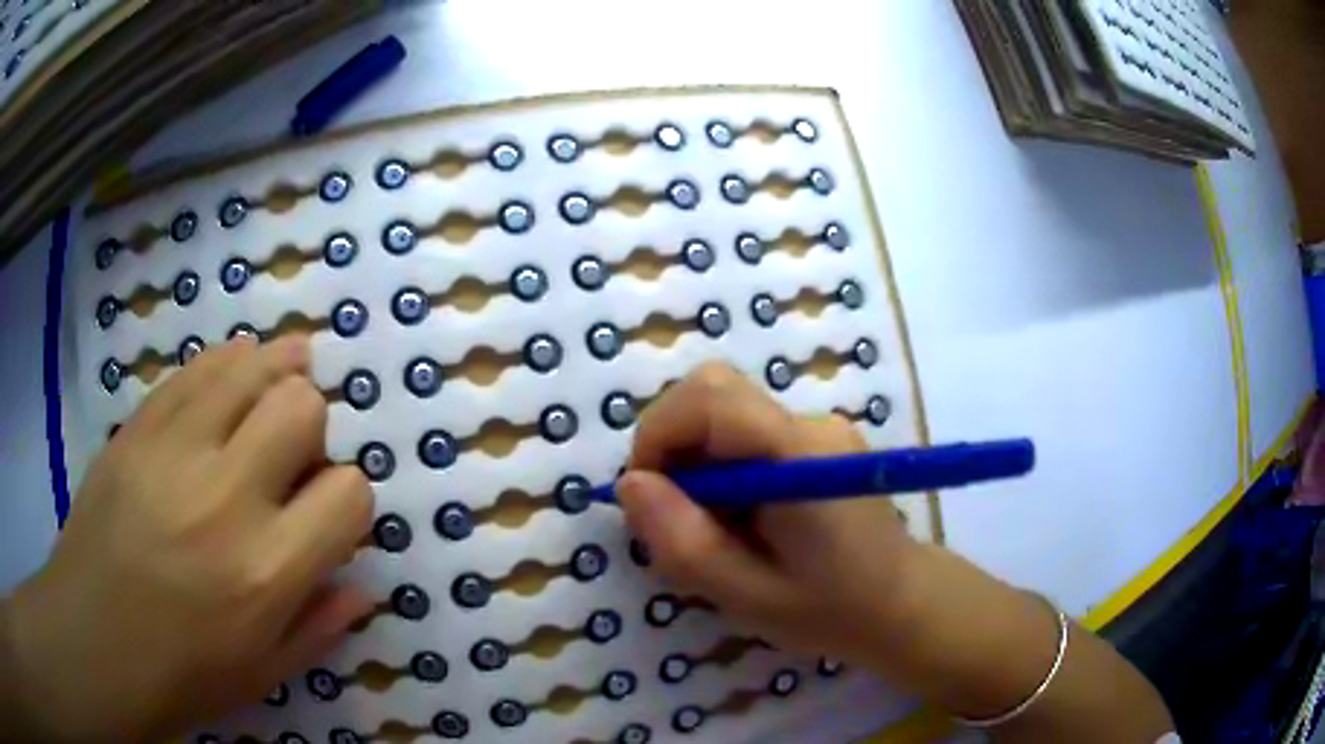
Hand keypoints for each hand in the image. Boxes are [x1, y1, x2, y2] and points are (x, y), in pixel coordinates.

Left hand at [1, 337, 373, 742]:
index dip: (348, 498)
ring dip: (279, 372)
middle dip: (312, 428)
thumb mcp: (264, 673)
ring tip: (286, 376)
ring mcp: (175, 450)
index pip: (348, 494)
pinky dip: (229, 364)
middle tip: (293, 456)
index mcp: (267, 573)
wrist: (94, 640)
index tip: (327, 513)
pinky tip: (236, 373)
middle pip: (302, 409)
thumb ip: (322, 627)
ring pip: (252, 368)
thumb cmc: (183, 674)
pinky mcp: (138, 426)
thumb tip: (365, 584)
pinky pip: (198, 368)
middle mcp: (227, 498)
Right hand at [618, 363, 1174, 741]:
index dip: (665, 431)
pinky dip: (732, 471)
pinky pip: (761, 437)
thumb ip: (693, 542)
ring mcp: (831, 432)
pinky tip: (746, 523)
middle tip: (679, 519)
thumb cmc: (858, 619)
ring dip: (707, 464)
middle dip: (678, 446)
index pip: (714, 394)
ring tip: (716, 534)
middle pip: (722, 393)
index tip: (649, 490)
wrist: (941, 616)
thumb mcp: (758, 601)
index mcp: (808, 457)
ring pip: (742, 414)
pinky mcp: (835, 449)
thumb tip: (637, 488)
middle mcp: (822, 424)